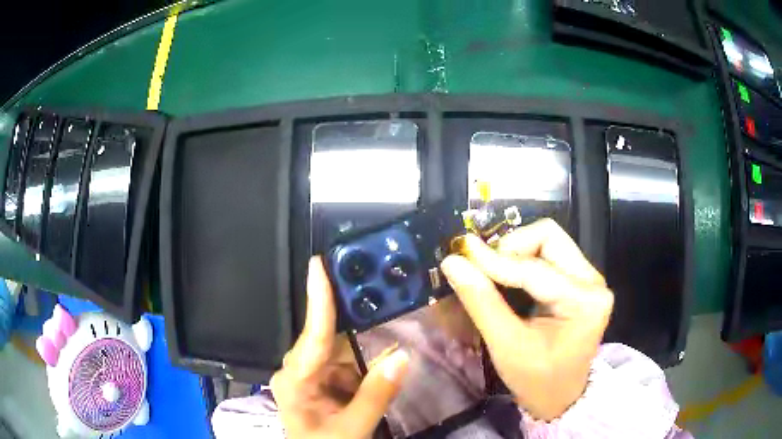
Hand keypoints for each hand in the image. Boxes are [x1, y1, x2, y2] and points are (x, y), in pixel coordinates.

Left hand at [270, 257, 409, 438]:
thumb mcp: (352, 428)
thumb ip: (376, 395)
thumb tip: (402, 356)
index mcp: (296, 381)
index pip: (312, 334)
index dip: (318, 297)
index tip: (318, 262)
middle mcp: (298, 371)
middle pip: (327, 338)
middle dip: (354, 321)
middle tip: (378, 291)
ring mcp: (309, 377)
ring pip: (340, 352)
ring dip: (363, 349)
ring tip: (388, 337)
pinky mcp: (321, 383)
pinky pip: (345, 365)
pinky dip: (364, 365)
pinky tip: (381, 365)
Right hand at [440, 219, 612, 420]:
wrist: (561, 397)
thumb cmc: (536, 380)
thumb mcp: (507, 346)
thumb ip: (481, 302)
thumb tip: (453, 262)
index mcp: (584, 301)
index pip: (534, 268)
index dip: (494, 260)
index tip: (460, 253)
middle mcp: (593, 281)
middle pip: (549, 237)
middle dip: (511, 246)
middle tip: (483, 267)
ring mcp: (589, 279)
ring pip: (549, 241)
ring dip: (517, 251)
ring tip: (493, 272)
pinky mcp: (581, 281)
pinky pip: (550, 254)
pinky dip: (524, 259)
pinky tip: (508, 277)